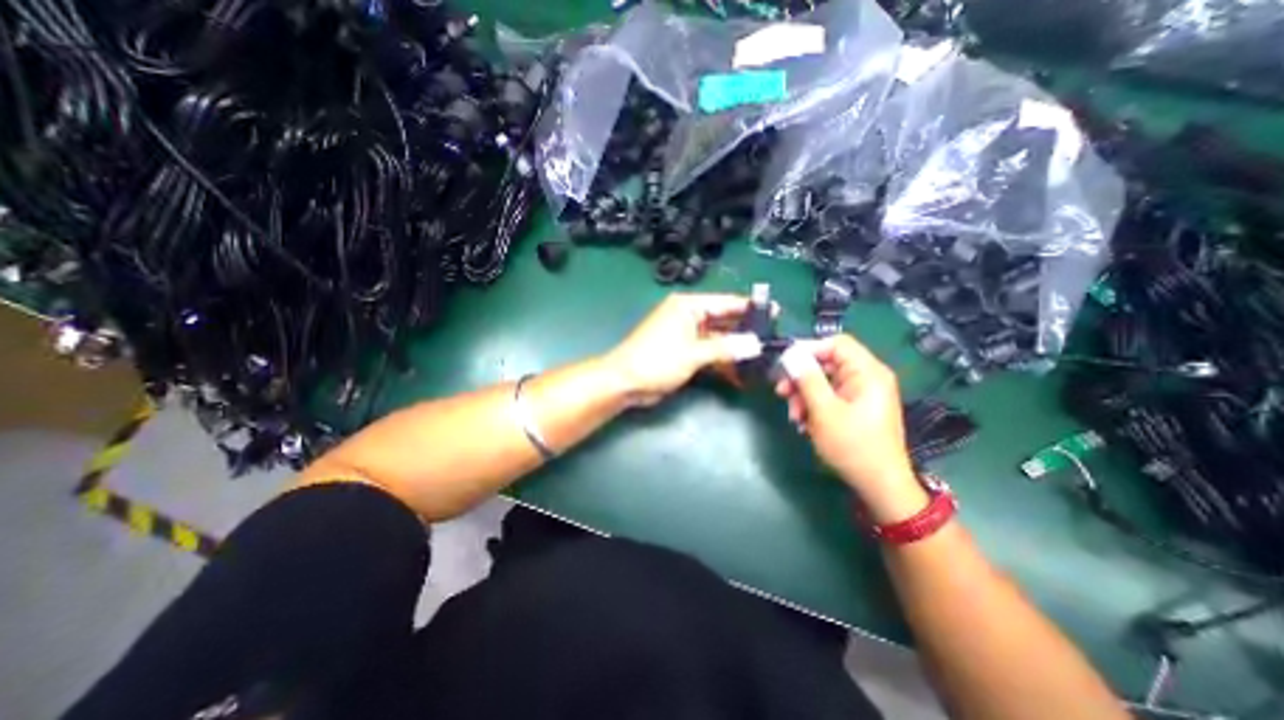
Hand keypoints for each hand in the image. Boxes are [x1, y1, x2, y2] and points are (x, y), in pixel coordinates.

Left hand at [603, 289, 758, 405]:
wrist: (625, 382)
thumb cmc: (656, 360)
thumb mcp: (693, 353)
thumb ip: (725, 348)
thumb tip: (755, 344)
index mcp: (688, 306)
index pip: (725, 302)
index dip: (750, 307)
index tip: (775, 312)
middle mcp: (689, 316)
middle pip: (724, 320)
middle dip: (745, 331)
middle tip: (772, 340)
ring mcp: (687, 336)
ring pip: (718, 339)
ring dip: (735, 350)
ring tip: (761, 360)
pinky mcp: (685, 353)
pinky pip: (709, 353)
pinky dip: (722, 362)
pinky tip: (740, 374)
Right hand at [771, 334, 921, 520]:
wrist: (879, 485)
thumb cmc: (853, 446)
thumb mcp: (824, 411)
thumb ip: (807, 379)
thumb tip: (791, 353)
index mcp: (868, 372)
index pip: (836, 344)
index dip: (808, 349)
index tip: (784, 364)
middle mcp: (867, 377)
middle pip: (827, 363)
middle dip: (801, 378)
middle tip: (781, 392)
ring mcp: (861, 393)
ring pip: (824, 381)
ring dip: (804, 395)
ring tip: (794, 415)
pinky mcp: (855, 407)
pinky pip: (829, 396)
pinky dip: (813, 406)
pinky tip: (803, 423)